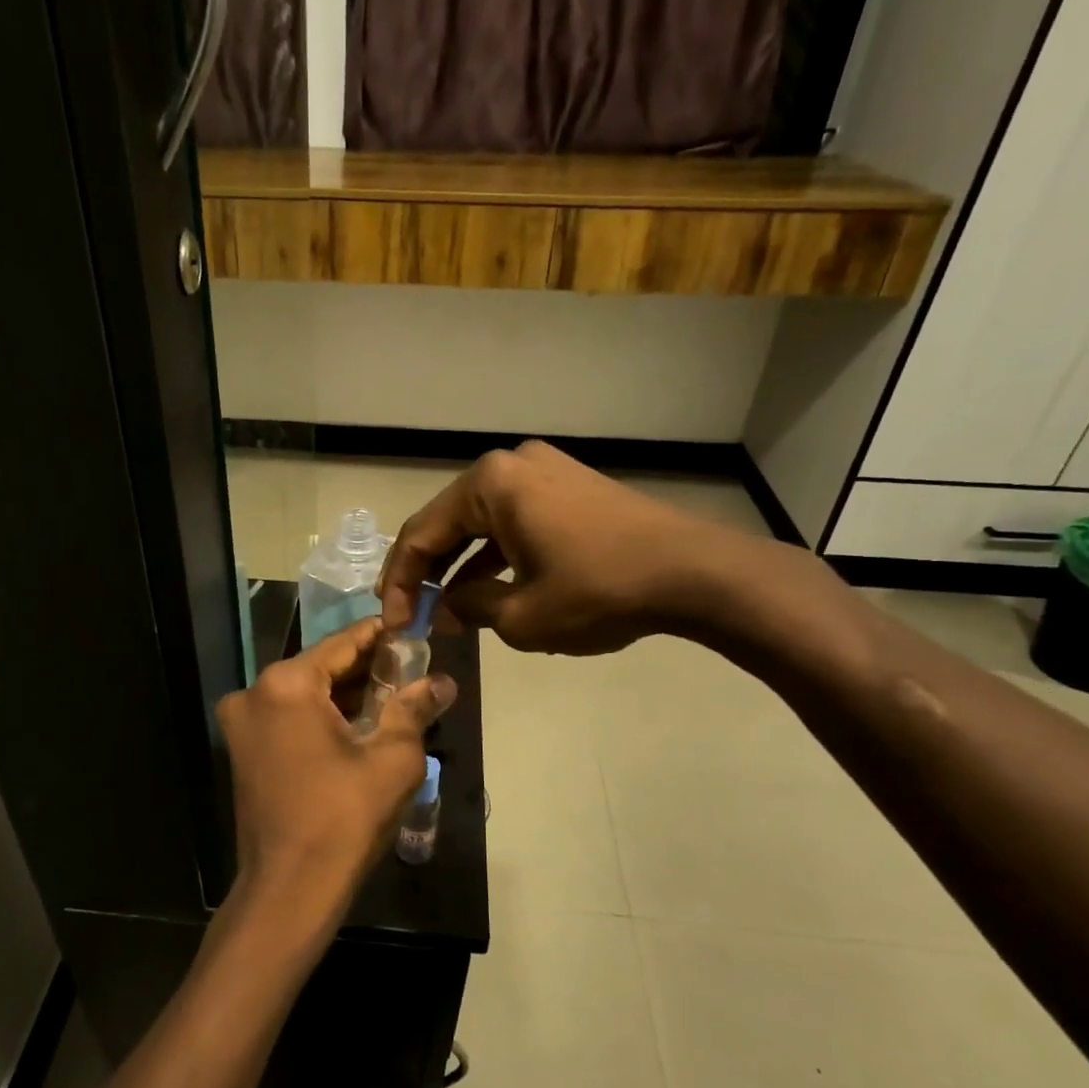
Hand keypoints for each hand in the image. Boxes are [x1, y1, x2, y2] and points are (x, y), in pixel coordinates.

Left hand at [216, 619, 457, 934]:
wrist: (289, 890)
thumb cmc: (344, 819)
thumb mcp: (393, 760)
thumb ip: (415, 709)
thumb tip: (443, 682)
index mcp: (286, 684)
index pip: (342, 643)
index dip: (380, 636)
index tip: (410, 628)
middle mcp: (254, 693)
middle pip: (320, 668)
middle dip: (365, 670)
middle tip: (410, 670)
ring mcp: (241, 724)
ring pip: (303, 694)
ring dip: (343, 695)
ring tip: (391, 698)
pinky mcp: (242, 751)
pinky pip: (287, 718)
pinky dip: (319, 717)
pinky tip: (356, 727)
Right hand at [379, 440, 781, 654]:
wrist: (696, 574)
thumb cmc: (599, 591)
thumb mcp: (522, 616)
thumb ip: (471, 608)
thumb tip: (449, 605)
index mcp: (490, 484)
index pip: (421, 533)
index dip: (399, 583)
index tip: (392, 622)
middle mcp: (513, 465)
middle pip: (450, 522)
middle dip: (428, 572)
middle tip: (411, 614)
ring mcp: (547, 472)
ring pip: (483, 523)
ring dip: (462, 567)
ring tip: (447, 611)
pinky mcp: (572, 489)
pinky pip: (517, 522)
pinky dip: (498, 556)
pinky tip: (488, 591)